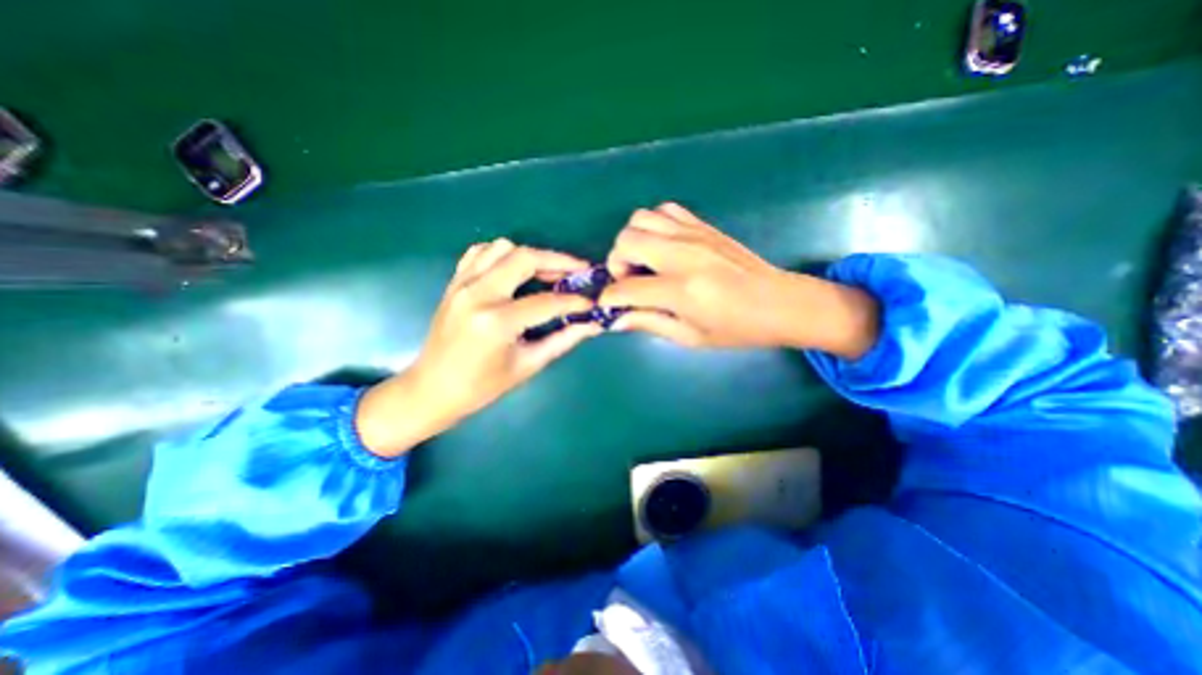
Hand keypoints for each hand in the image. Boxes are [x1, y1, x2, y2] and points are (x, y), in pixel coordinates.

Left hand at [356, 239, 601, 456]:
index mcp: (496, 322)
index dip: (575, 301)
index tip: (592, 302)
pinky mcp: (454, 283)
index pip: (547, 302)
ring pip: (502, 248)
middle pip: (524, 258)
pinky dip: (502, 255)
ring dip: (530, 256)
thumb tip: (592, 324)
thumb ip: (563, 340)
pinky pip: (480, 253)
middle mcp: (477, 294)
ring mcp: (462, 284)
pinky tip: (515, 271)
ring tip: (548, 273)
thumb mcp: (527, 365)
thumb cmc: (482, 387)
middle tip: (579, 271)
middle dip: (558, 261)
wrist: (431, 389)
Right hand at [605, 200, 879, 355]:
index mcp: (681, 290)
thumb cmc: (737, 328)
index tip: (608, 304)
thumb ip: (649, 323)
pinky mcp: (703, 225)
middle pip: (627, 240)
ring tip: (644, 262)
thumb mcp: (691, 337)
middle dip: (616, 262)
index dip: (609, 298)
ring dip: (633, 240)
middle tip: (628, 280)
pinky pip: (664, 210)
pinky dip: (654, 225)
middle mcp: (683, 255)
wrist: (780, 302)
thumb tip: (616, 319)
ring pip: (640, 218)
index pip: (626, 288)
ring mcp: (694, 235)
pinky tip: (662, 246)